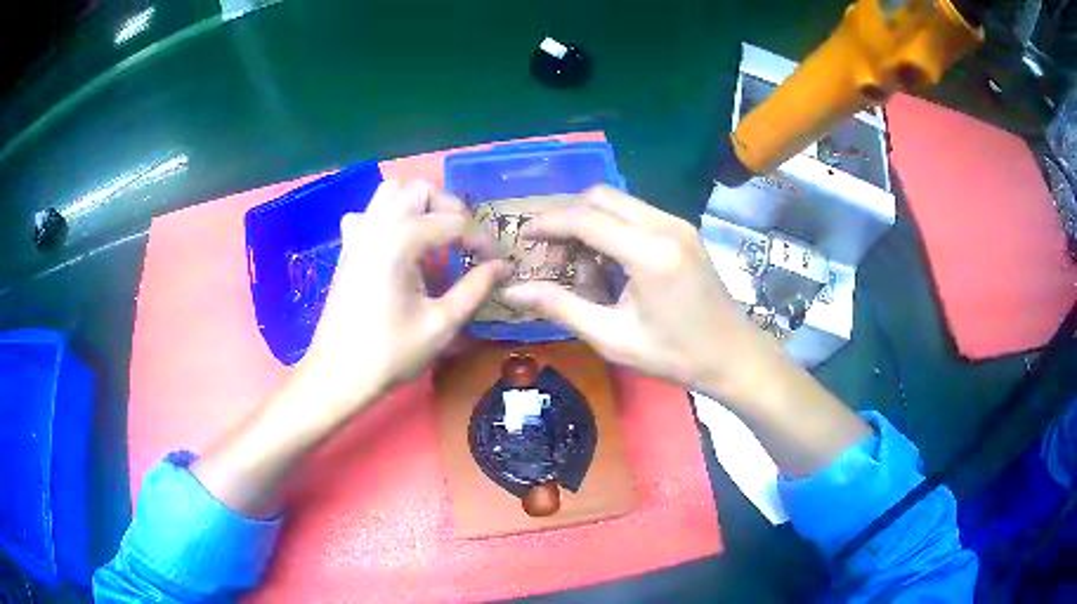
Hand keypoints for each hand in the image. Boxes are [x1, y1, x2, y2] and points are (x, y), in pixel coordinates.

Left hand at [287, 180, 508, 421]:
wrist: (337, 376)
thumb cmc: (390, 353)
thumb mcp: (441, 323)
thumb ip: (476, 288)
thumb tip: (504, 266)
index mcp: (400, 240)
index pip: (453, 222)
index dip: (482, 240)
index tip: (497, 263)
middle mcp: (377, 226)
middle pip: (420, 190)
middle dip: (450, 209)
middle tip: (466, 242)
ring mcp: (357, 235)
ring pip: (391, 193)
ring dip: (419, 206)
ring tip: (435, 238)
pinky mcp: (348, 249)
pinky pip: (368, 215)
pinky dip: (388, 219)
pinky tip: (398, 247)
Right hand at [502, 186, 869, 476]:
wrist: (732, 354)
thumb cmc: (675, 355)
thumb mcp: (613, 338)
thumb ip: (561, 307)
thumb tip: (513, 291)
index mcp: (649, 253)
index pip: (585, 219)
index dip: (547, 223)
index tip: (523, 237)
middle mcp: (665, 225)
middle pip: (600, 196)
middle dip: (567, 218)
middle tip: (552, 255)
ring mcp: (677, 223)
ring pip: (617, 201)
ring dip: (590, 223)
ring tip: (583, 268)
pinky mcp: (682, 229)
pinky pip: (635, 213)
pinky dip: (612, 228)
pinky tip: (611, 265)